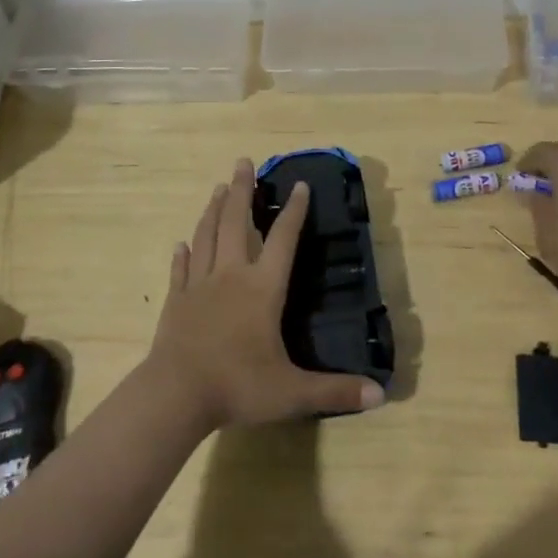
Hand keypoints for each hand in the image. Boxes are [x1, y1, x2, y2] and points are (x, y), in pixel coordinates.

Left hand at [147, 159, 385, 429]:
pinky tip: (181, 243)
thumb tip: (381, 395)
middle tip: (243, 162)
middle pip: (236, 223)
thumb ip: (335, 390)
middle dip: (242, 190)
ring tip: (219, 188)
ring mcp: (199, 286)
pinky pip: (180, 270)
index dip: (294, 211)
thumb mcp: (293, 392)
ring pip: (206, 237)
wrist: (176, 396)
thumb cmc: (238, 386)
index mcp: (262, 289)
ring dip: (214, 210)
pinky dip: (183, 254)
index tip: (299, 183)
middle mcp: (231, 276)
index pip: (283, 239)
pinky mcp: (176, 302)